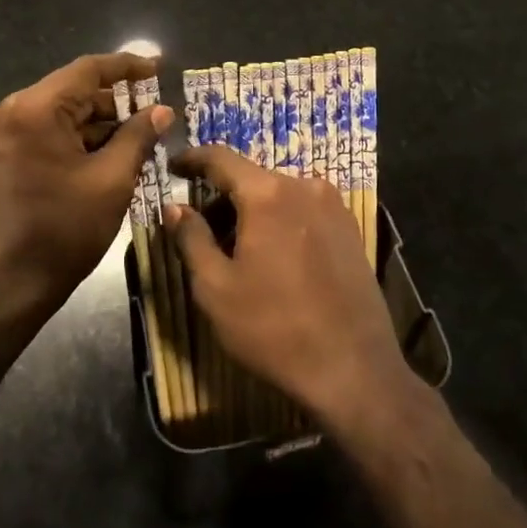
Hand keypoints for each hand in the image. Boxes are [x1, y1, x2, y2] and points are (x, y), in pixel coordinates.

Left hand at [0, 51, 172, 326]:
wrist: (4, 290)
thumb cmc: (62, 233)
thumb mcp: (111, 181)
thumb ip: (138, 136)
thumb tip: (162, 110)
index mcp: (32, 110)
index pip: (87, 71)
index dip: (127, 67)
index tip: (158, 67)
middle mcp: (6, 111)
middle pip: (71, 92)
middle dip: (114, 102)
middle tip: (155, 111)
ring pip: (58, 114)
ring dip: (96, 123)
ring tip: (138, 135)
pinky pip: (42, 132)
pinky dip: (73, 138)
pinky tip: (106, 151)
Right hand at [166, 144, 408, 426]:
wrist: (354, 369)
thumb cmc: (274, 328)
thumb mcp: (216, 289)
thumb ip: (191, 239)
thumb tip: (175, 208)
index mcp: (268, 194)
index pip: (220, 158)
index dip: (192, 159)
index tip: (172, 166)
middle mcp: (304, 186)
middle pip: (251, 178)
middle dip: (222, 197)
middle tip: (200, 227)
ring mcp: (333, 206)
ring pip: (279, 195)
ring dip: (252, 212)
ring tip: (236, 250)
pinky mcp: (350, 229)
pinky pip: (303, 211)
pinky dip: (280, 222)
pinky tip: (273, 259)